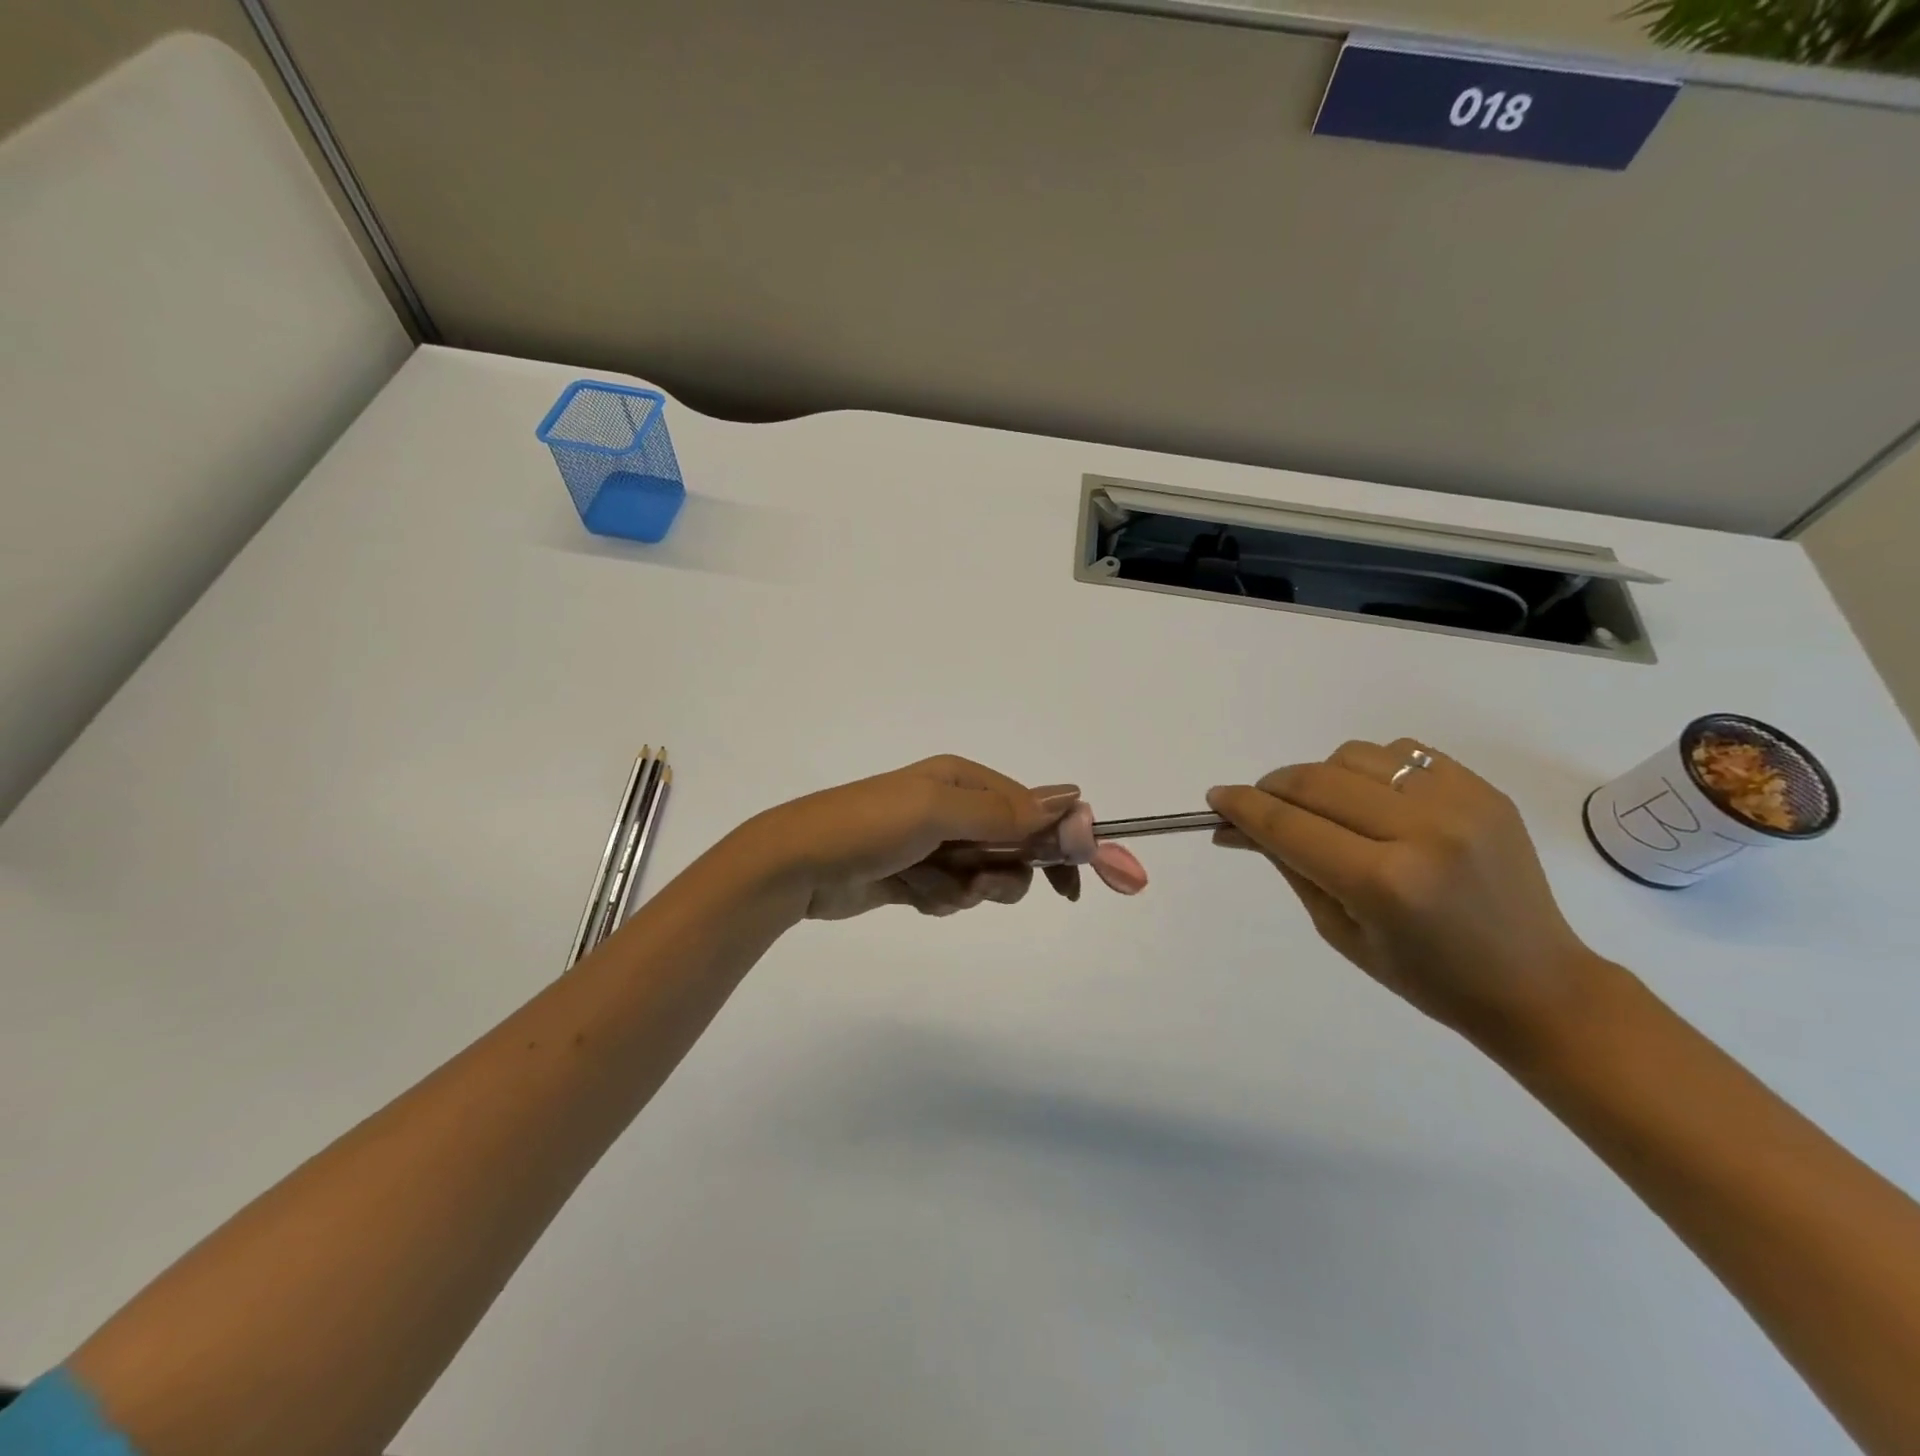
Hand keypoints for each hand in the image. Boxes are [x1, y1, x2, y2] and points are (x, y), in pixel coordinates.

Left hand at [732, 755, 1131, 921]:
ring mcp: (935, 844)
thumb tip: (1073, 798)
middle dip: (1004, 873)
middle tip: (980, 885)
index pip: (1035, 809)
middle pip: (1015, 848)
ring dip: (966, 890)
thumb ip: (1005, 812)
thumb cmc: (868, 826)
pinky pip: (954, 895)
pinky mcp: (917, 877)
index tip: (1093, 878)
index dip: (1066, 843)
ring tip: (930, 886)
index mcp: (964, 781)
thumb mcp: (938, 811)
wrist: (797, 865)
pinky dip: (939, 900)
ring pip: (986, 878)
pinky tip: (911, 893)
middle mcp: (955, 808)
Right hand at [1207, 739, 1604, 1046]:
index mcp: (1384, 882)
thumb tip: (1237, 826)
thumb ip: (1289, 865)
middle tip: (1258, 805)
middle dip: (1272, 788)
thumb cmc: (1425, 976)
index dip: (1243, 807)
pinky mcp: (1484, 790)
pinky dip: (1371, 770)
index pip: (1289, 825)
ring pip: (1354, 756)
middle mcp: (1423, 831)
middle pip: (1316, 781)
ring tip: (1325, 809)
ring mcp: (1460, 803)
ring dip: (1321, 777)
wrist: (1535, 982)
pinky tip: (1375, 802)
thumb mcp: (1338, 929)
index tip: (1216, 799)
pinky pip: (1402, 752)